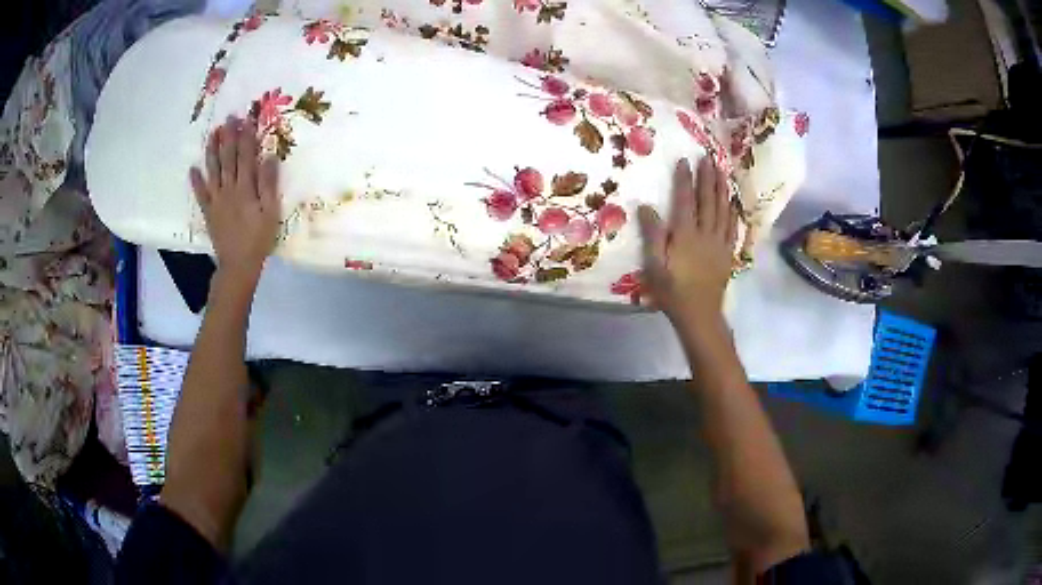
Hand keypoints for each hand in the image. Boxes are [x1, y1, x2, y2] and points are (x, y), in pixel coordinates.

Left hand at [190, 117, 280, 284]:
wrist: (238, 265)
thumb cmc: (259, 239)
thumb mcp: (271, 212)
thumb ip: (269, 184)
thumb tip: (270, 156)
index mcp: (246, 188)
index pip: (246, 155)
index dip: (247, 136)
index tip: (248, 118)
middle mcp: (229, 189)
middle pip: (228, 158)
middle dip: (229, 137)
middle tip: (229, 117)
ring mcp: (216, 200)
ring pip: (213, 170)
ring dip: (212, 151)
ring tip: (212, 133)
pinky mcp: (209, 211)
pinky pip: (200, 194)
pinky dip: (195, 181)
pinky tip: (192, 168)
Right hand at [638, 156, 736, 322]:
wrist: (699, 314)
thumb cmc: (672, 291)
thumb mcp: (655, 265)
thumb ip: (653, 235)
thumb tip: (646, 206)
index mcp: (686, 235)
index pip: (685, 200)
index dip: (685, 179)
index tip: (685, 160)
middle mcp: (705, 233)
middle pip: (708, 200)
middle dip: (708, 177)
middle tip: (709, 158)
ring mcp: (720, 243)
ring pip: (723, 210)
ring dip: (722, 189)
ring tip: (722, 171)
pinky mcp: (728, 253)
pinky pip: (732, 227)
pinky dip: (732, 211)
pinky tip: (732, 202)